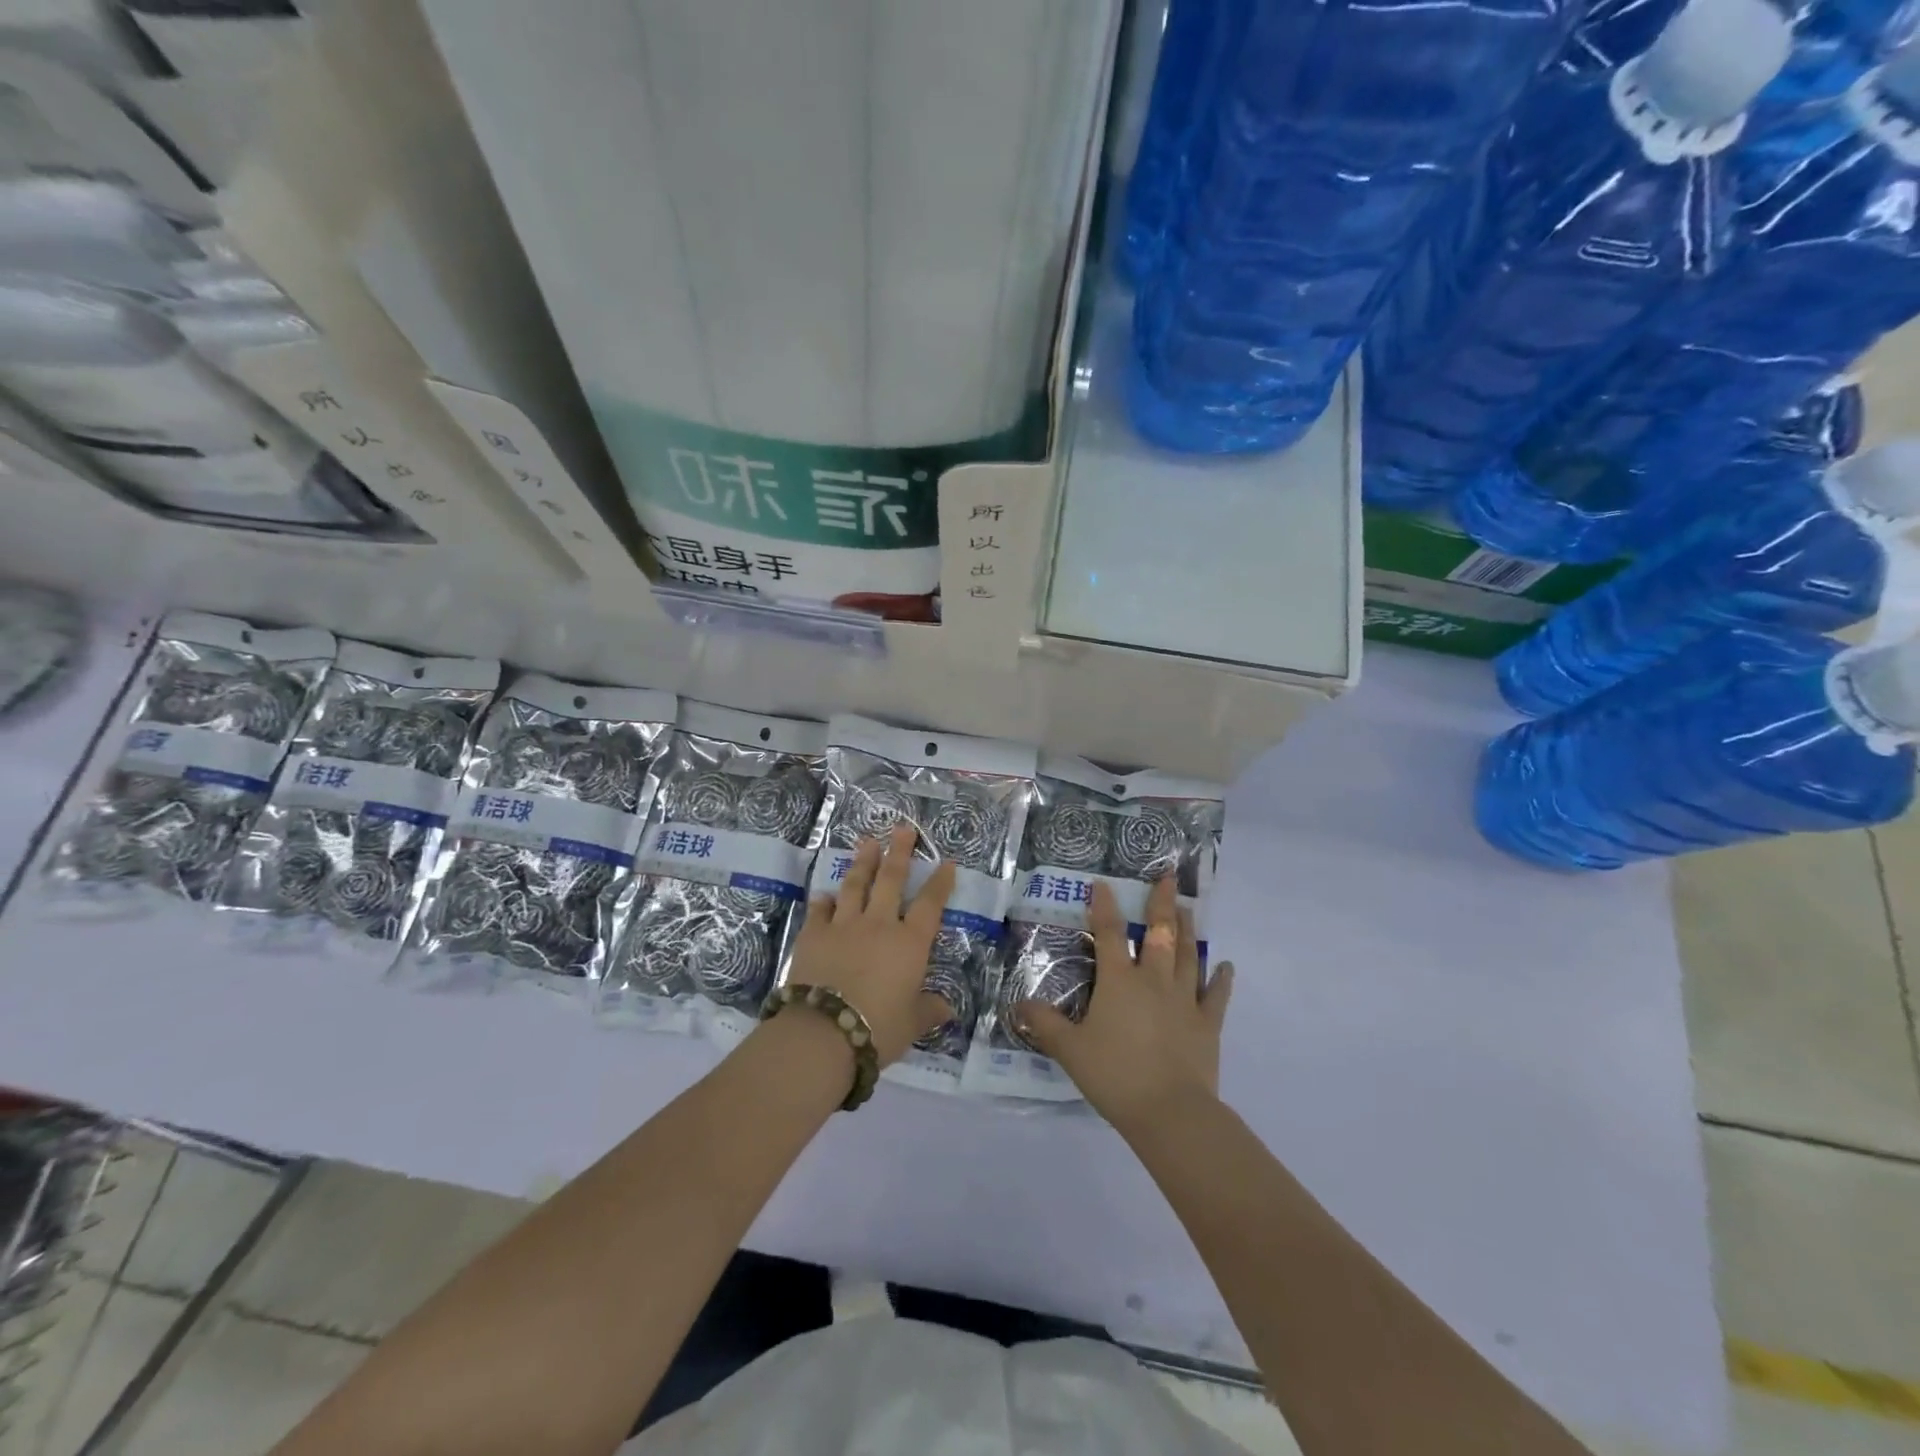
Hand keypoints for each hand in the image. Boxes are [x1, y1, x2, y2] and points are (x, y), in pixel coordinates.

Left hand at [785, 826, 956, 1066]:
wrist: (823, 1032)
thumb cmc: (878, 1028)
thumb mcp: (911, 1024)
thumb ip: (929, 1011)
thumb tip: (948, 1009)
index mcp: (909, 943)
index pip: (930, 904)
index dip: (940, 882)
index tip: (946, 862)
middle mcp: (879, 925)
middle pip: (891, 880)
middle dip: (898, 852)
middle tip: (902, 829)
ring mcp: (844, 925)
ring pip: (855, 885)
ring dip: (862, 862)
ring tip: (867, 842)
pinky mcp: (813, 934)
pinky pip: (820, 910)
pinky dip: (824, 900)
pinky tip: (825, 894)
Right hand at [1015, 875, 1233, 1134]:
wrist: (1170, 1112)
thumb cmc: (1115, 1075)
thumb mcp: (1070, 1050)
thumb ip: (1045, 1024)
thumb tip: (1018, 1005)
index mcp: (1119, 982)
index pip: (1110, 934)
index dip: (1105, 907)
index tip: (1104, 883)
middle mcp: (1154, 981)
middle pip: (1160, 933)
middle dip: (1162, 903)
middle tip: (1169, 877)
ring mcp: (1185, 1000)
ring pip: (1187, 955)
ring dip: (1187, 929)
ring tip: (1188, 908)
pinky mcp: (1207, 1024)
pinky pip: (1216, 995)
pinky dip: (1221, 979)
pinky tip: (1225, 966)